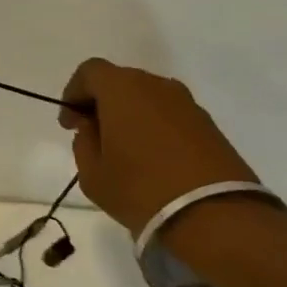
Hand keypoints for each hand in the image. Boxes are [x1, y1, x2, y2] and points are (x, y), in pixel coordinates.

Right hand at [57, 59, 263, 235]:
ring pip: (147, 97)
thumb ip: (84, 142)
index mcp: (122, 89)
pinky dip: (155, 126)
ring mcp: (187, 103)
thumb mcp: (92, 173)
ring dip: (130, 114)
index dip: (73, 93)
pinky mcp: (209, 124)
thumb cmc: (140, 188)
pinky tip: (152, 157)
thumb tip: (92, 127)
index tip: (71, 124)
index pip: (90, 71)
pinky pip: (170, 115)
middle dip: (102, 103)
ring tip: (124, 148)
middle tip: (94, 134)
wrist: (215, 215)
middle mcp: (156, 86)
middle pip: (120, 81)